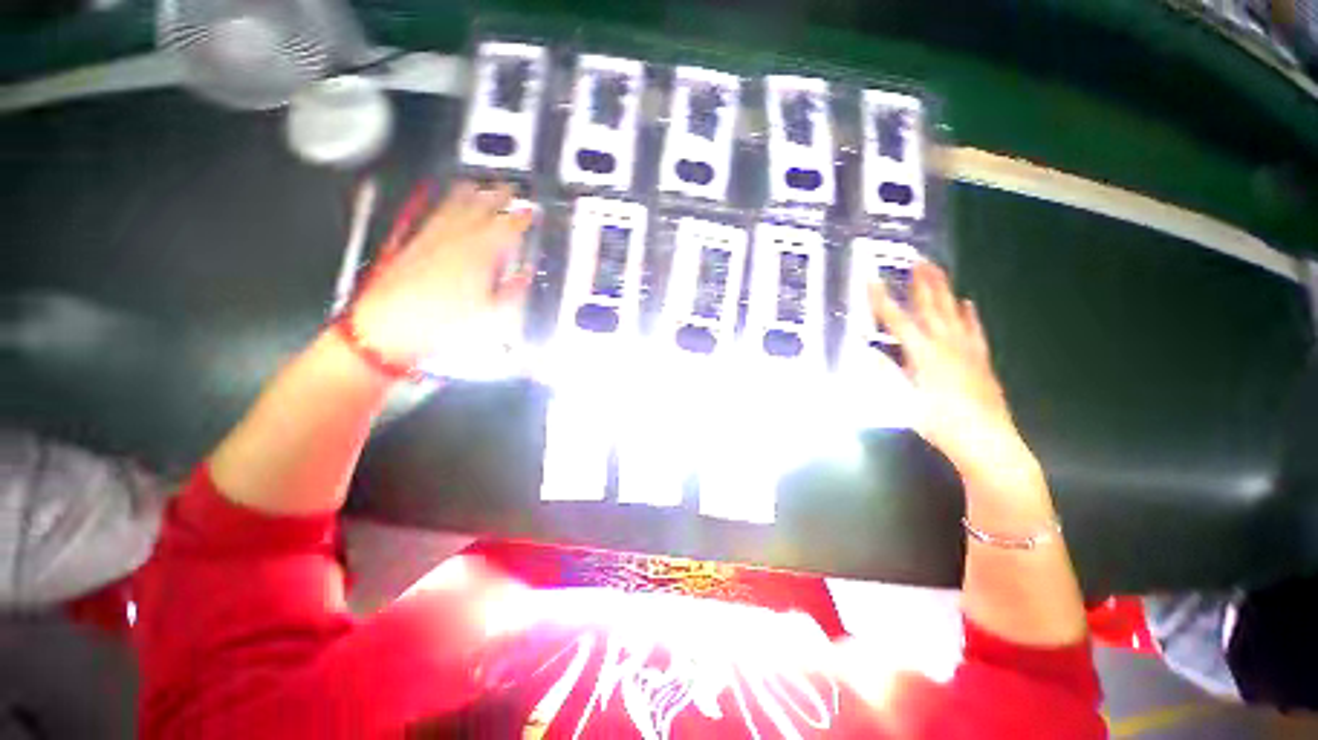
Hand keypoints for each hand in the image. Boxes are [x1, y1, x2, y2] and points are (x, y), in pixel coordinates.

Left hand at [351, 181, 533, 360]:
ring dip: (470, 195)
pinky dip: (443, 204)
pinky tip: (446, 202)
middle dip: (498, 198)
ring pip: (454, 208)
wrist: (388, 329)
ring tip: (479, 185)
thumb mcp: (492, 315)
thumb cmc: (444, 324)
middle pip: (481, 211)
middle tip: (510, 189)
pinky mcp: (413, 243)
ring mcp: (432, 239)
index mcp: (480, 256)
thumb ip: (513, 292)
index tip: (531, 213)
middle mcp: (456, 240)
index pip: (506, 230)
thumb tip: (525, 276)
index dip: (521, 219)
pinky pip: (433, 216)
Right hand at [870, 262, 1037, 484]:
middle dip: (922, 283)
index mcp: (924, 354)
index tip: (871, 280)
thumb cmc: (941, 424)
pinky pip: (975, 330)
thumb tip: (867, 352)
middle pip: (931, 308)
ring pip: (953, 313)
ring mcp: (967, 350)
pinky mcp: (980, 359)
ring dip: (944, 291)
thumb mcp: (905, 401)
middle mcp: (947, 345)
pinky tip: (968, 304)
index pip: (897, 321)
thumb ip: (887, 373)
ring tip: (938, 271)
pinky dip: (969, 315)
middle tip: (918, 260)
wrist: (988, 442)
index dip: (882, 300)